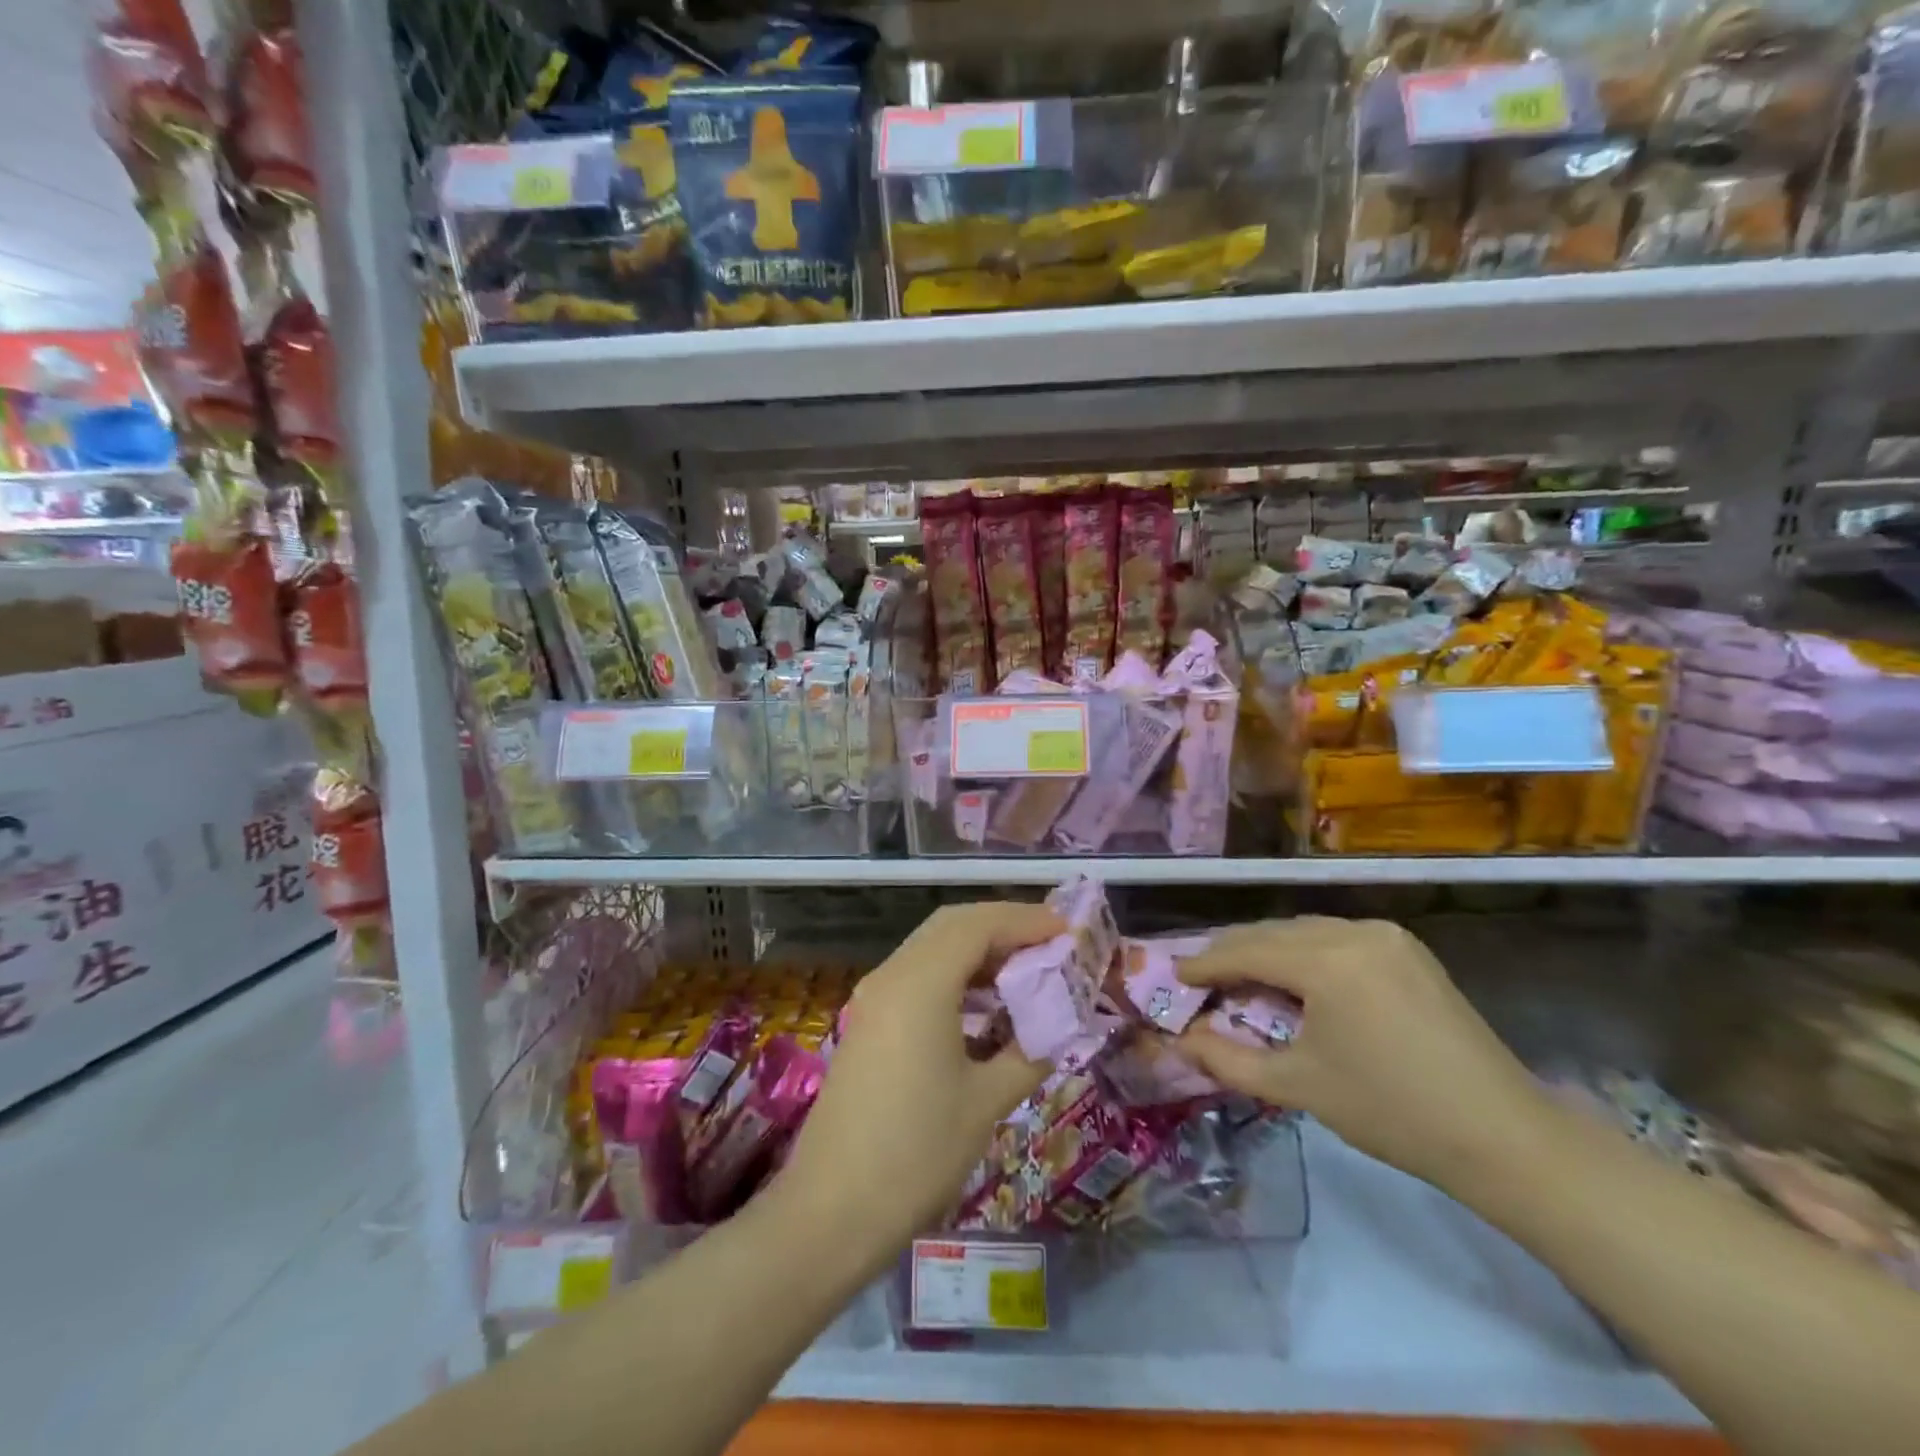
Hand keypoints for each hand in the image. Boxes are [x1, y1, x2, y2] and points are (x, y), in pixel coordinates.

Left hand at [776, 901, 1060, 1265]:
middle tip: (1051, 945)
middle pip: (953, 925)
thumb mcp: (986, 1103)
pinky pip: (919, 975)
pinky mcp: (868, 1022)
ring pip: (933, 947)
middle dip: (1004, 926)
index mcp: (920, 984)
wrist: (830, 1213)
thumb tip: (1059, 1027)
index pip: (979, 924)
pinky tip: (986, 1005)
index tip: (1070, 931)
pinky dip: (956, 974)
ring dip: (980, 949)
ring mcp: (874, 998)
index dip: (1027, 920)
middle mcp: (892, 975)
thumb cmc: (915, 1155)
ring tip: (1027, 971)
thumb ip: (1029, 1052)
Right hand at [1175, 916, 1550, 1193]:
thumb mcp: (1297, 1087)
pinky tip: (1298, 980)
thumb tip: (1182, 1041)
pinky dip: (1305, 952)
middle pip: (1272, 933)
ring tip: (1244, 981)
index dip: (1204, 964)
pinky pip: (1337, 937)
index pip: (1245, 951)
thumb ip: (1227, 1060)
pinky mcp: (1407, 948)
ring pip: (1304, 930)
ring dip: (1269, 951)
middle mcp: (1353, 931)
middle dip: (1233, 954)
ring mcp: (1386, 935)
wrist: (1502, 1135)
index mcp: (1325, 961)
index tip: (1175, 977)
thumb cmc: (1390, 1112)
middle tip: (1203, 981)